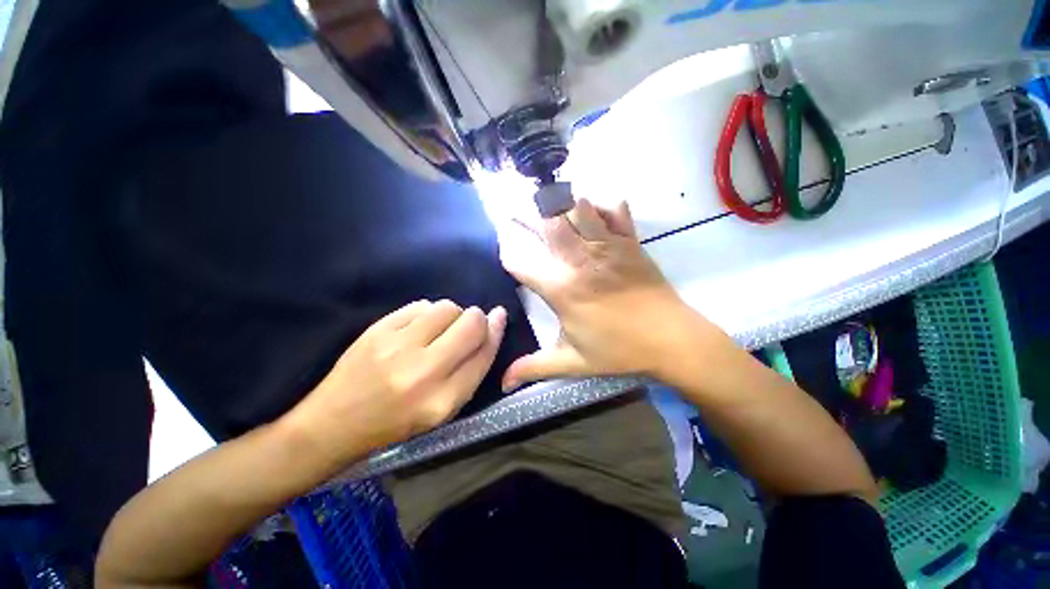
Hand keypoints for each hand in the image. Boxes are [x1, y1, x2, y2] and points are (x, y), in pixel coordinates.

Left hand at [281, 300, 505, 468]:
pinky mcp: (377, 330)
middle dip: (476, 319)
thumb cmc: (395, 422)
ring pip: (447, 307)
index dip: (496, 331)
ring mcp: (397, 347)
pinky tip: (417, 328)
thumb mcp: (443, 409)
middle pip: (470, 323)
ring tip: (438, 330)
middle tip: (467, 326)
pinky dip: (427, 313)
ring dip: (451, 315)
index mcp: (443, 401)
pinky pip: (421, 305)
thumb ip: (471, 370)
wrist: (333, 424)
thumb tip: (493, 325)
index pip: (484, 353)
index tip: (499, 317)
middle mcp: (423, 372)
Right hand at [499, 199, 709, 388]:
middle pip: (547, 223)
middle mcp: (580, 261)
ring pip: (578, 208)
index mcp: (561, 289)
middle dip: (529, 216)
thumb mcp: (573, 362)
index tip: (504, 247)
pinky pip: (614, 209)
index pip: (520, 261)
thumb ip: (534, 368)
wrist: (672, 340)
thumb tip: (503, 383)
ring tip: (554, 211)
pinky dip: (601, 206)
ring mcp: (607, 247)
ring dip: (563, 206)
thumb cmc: (620, 351)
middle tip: (520, 213)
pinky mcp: (630, 242)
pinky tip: (594, 213)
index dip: (506, 251)